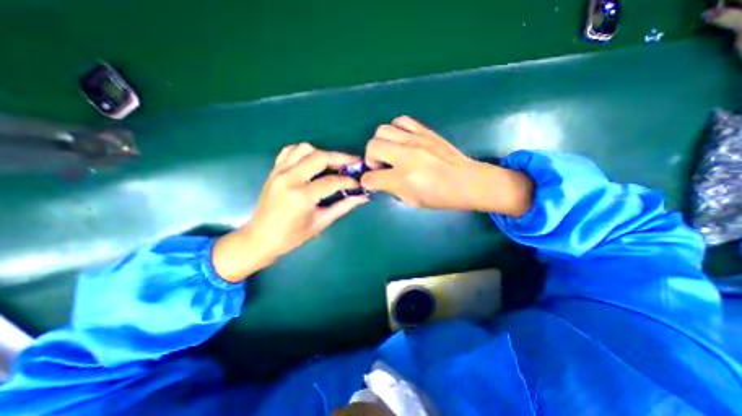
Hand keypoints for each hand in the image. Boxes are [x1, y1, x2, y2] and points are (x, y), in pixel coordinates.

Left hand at [212, 143, 367, 282]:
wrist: (260, 238)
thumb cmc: (292, 236)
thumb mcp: (321, 222)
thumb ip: (343, 206)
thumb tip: (362, 197)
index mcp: (301, 196)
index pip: (332, 181)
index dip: (349, 181)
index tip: (359, 184)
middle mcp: (289, 178)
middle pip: (320, 157)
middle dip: (340, 158)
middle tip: (353, 164)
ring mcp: (279, 172)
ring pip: (304, 148)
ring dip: (322, 153)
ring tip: (333, 164)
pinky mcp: (273, 170)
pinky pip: (290, 151)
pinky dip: (304, 152)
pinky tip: (312, 162)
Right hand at [361, 115, 530, 213]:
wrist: (466, 180)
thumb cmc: (440, 196)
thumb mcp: (411, 201)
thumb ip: (391, 189)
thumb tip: (380, 180)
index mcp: (403, 178)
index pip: (371, 177)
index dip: (367, 182)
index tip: (372, 182)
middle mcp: (406, 155)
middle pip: (372, 146)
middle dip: (370, 158)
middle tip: (381, 166)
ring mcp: (415, 140)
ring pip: (382, 130)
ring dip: (381, 142)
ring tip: (390, 152)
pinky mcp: (424, 131)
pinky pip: (401, 121)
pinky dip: (395, 130)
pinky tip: (401, 140)